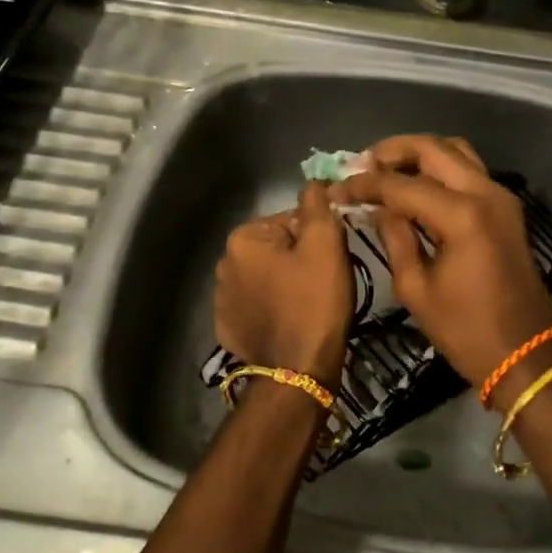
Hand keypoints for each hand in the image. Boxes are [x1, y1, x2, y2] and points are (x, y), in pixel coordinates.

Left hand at [214, 180, 352, 386]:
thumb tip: (313, 181)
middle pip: (275, 248)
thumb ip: (317, 205)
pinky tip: (288, 322)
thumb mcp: (326, 244)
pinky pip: (255, 305)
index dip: (316, 237)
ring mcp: (221, 299)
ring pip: (265, 276)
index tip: (330, 261)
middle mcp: (223, 263)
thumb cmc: (315, 302)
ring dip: (284, 282)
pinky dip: (271, 308)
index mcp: (243, 239)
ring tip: (308, 305)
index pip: (290, 220)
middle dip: (298, 259)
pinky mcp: (227, 327)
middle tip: (323, 283)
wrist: (298, 370)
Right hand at [333, 135, 551, 393]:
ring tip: (386, 170)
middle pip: (433, 148)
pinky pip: (469, 170)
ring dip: (419, 154)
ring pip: (455, 151)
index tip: (337, 187)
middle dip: (393, 151)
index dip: (365, 184)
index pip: (402, 184)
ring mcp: (500, 196)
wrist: (526, 354)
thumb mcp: (416, 288)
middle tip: (362, 166)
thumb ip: (395, 237)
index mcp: (461, 215)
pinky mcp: (506, 208)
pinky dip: (439, 168)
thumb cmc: (466, 330)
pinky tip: (414, 186)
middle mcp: (485, 193)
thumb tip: (378, 208)